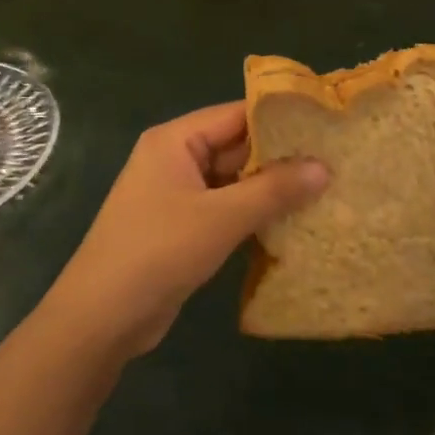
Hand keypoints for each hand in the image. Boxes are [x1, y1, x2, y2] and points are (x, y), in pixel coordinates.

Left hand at [38, 102, 327, 360]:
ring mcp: (177, 194)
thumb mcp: (221, 218)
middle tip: (334, 159)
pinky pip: (225, 208)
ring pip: (233, 180)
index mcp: (175, 140)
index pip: (236, 114)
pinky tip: (292, 221)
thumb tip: (324, 167)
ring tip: (324, 188)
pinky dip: (253, 213)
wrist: (101, 319)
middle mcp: (175, 159)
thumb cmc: (159, 252)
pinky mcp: (182, 226)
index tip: (325, 124)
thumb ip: (274, 190)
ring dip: (270, 188)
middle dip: (280, 157)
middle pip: (236, 146)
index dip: (280, 118)